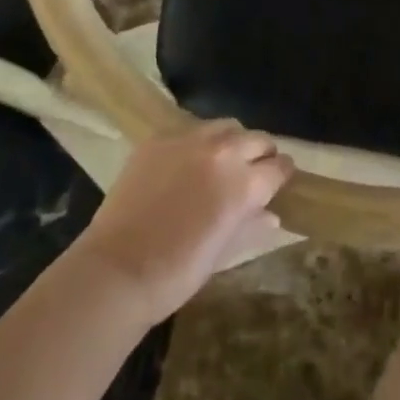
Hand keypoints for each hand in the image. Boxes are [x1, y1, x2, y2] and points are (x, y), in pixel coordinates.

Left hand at [74, 120, 293, 323]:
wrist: (117, 270)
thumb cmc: (177, 273)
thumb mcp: (223, 253)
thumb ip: (251, 226)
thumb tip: (271, 215)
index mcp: (244, 183)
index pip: (279, 167)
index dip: (282, 175)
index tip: (280, 180)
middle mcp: (223, 152)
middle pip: (257, 139)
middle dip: (262, 153)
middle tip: (255, 170)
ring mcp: (189, 140)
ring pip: (226, 126)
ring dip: (232, 141)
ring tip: (223, 160)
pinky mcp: (159, 139)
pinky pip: (189, 131)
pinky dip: (197, 144)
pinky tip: (187, 163)